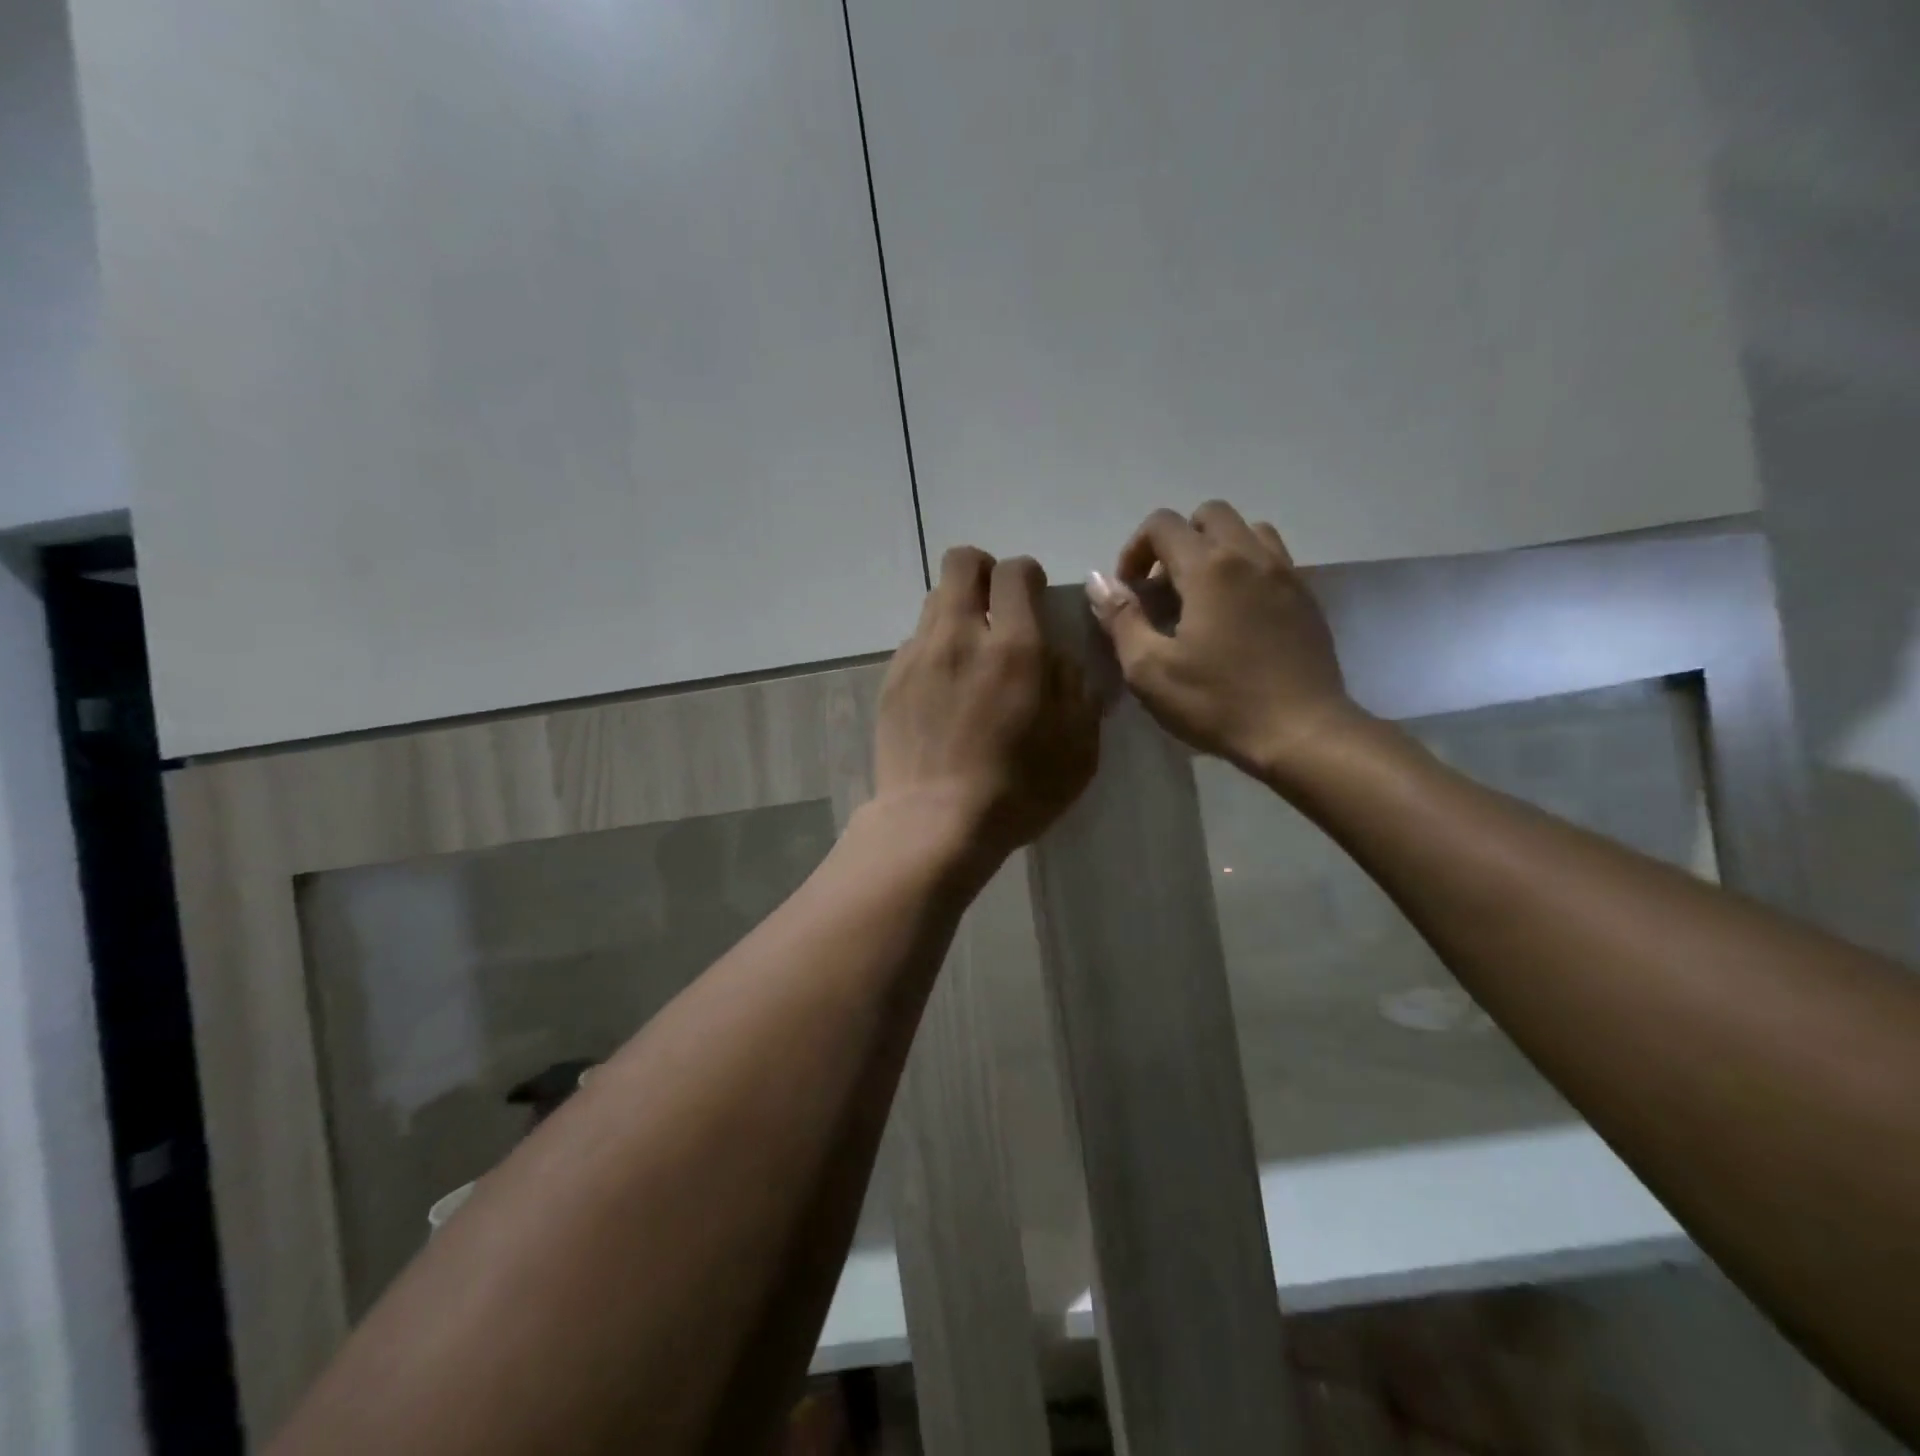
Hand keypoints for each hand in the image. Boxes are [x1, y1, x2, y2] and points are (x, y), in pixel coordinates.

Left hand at [875, 547, 1098, 867]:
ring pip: (934, 601)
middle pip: (962, 563)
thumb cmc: (1018, 790)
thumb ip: (1075, 687)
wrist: (935, 823)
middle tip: (998, 607)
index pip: (1015, 571)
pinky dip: (935, 650)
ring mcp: (918, 656)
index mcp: (1014, 648)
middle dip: (984, 571)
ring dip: (957, 612)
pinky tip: (943, 690)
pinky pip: (915, 643)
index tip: (1035, 599)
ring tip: (970, 654)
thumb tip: (1058, 658)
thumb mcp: (1078, 746)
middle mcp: (960, 636)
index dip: (1028, 575)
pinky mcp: (891, 681)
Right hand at [1087, 501, 1360, 785]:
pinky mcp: (1307, 598)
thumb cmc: (1218, 703)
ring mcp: (1286, 574)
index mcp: (1208, 568)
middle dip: (1177, 542)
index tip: (1129, 591)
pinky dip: (1247, 569)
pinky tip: (1237, 614)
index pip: (1163, 524)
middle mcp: (1250, 556)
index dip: (1135, 549)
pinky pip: (1273, 559)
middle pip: (1209, 515)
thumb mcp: (1150, 670)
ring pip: (1247, 531)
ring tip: (1202, 595)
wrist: (1302, 733)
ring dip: (1217, 549)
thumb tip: (1098, 580)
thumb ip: (1121, 618)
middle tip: (1164, 589)